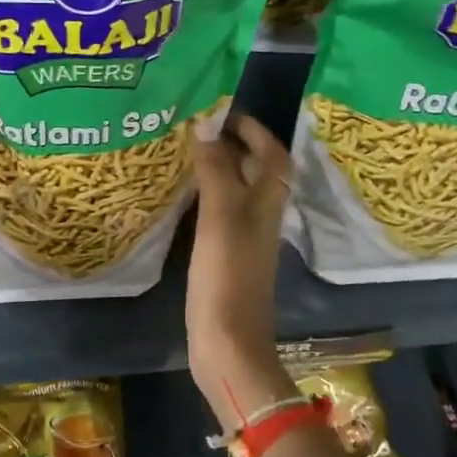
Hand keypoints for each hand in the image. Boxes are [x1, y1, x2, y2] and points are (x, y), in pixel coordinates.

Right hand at [186, 112, 289, 417]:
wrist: (228, 344)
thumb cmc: (226, 279)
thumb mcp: (221, 220)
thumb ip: (217, 173)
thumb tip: (207, 128)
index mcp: (266, 206)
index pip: (272, 156)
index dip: (255, 131)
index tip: (225, 112)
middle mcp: (260, 219)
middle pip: (258, 173)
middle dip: (236, 146)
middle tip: (199, 129)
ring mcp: (244, 241)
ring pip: (239, 193)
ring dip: (221, 170)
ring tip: (188, 154)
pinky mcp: (226, 259)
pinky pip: (221, 216)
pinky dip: (208, 198)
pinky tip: (184, 199)